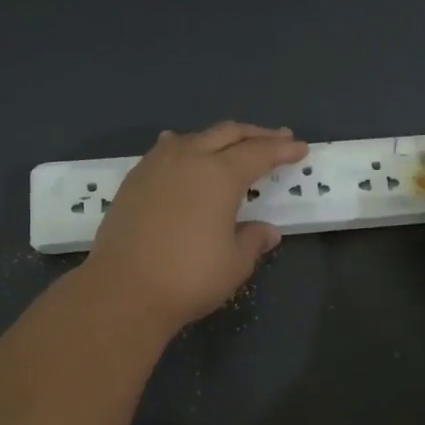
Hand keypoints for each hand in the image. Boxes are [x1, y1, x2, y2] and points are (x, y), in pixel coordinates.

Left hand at [84, 122, 307, 332]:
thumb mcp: (234, 264)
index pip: (259, 153)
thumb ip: (253, 241)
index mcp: (220, 175)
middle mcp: (188, 159)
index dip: (283, 150)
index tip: (300, 148)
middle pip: (228, 134)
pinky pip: (166, 150)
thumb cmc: (189, 278)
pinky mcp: (133, 180)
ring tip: (232, 145)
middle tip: (278, 138)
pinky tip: (183, 154)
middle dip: (256, 134)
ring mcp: (156, 166)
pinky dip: (186, 147)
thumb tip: (267, 231)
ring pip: (194, 137)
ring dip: (219, 138)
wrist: (123, 291)